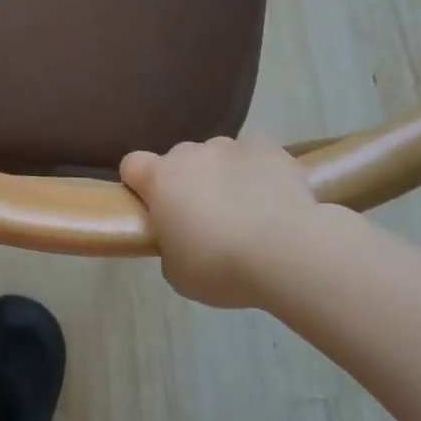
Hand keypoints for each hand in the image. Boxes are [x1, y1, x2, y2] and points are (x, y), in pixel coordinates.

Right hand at [120, 138, 329, 308]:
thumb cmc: (220, 266)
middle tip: (204, 220)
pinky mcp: (271, 150)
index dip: (139, 183)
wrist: (287, 252)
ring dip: (224, 176)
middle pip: (179, 160)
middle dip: (187, 182)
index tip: (153, 207)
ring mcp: (232, 147)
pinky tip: (274, 202)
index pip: (132, 164)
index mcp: (159, 179)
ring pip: (219, 157)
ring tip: (247, 213)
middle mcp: (191, 153)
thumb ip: (169, 246)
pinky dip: (259, 174)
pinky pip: (256, 157)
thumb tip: (181, 238)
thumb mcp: (177, 272)